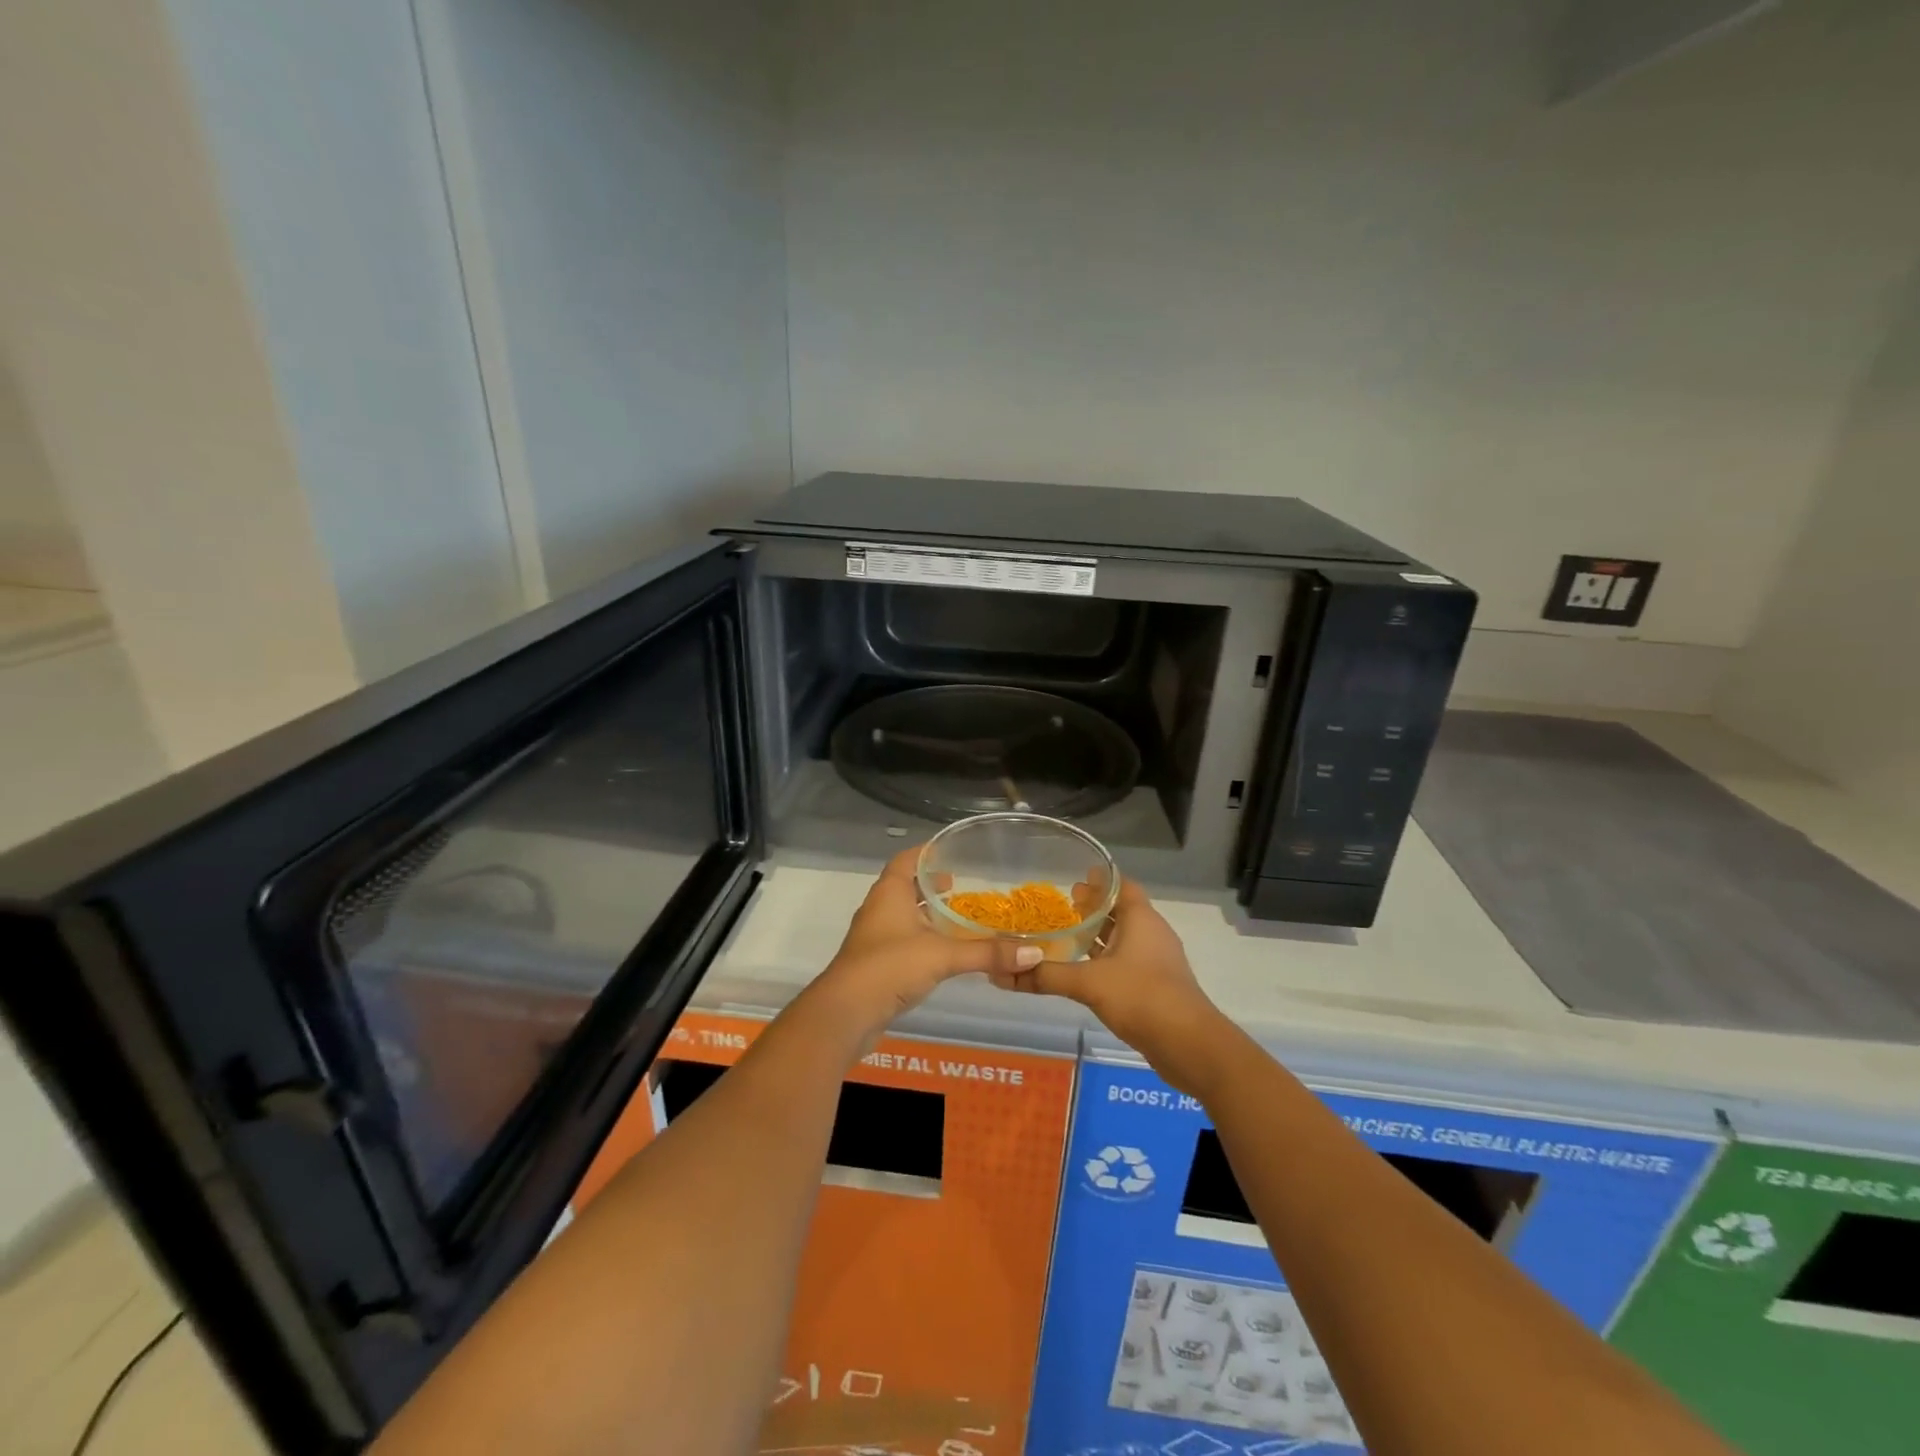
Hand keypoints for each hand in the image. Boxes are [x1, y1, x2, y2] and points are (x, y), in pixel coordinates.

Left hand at [813, 847, 1042, 1035]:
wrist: (845, 1014)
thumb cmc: (890, 967)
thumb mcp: (943, 956)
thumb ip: (987, 953)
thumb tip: (1035, 953)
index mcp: (890, 893)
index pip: (907, 859)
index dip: (927, 853)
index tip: (952, 852)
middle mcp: (879, 909)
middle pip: (906, 886)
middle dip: (932, 885)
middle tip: (963, 886)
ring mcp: (874, 937)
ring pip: (904, 915)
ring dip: (927, 914)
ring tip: (959, 917)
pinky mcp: (876, 964)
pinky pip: (902, 941)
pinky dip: (922, 939)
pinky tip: (944, 952)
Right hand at [987, 878, 1226, 1094]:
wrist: (1189, 1045)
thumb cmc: (1141, 997)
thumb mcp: (1088, 983)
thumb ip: (1047, 976)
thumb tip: (1003, 974)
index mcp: (1141, 919)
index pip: (1120, 885)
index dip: (1098, 879)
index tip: (1073, 876)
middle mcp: (1150, 933)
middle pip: (1120, 910)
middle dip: (1093, 907)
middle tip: (1063, 903)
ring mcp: (1154, 960)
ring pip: (1122, 938)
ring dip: (1098, 934)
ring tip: (1066, 933)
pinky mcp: (1154, 985)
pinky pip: (1124, 961)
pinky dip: (1104, 959)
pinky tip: (1082, 969)